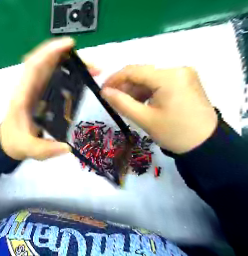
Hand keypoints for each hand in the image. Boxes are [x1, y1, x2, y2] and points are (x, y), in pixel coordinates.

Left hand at [0, 37, 97, 159]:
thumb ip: (44, 149)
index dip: (49, 52)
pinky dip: (69, 76)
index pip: (33, 66)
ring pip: (51, 69)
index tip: (69, 45)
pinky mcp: (41, 95)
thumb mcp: (28, 149)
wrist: (9, 142)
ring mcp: (35, 91)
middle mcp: (29, 89)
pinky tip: (82, 81)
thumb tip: (68, 147)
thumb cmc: (15, 142)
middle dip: (69, 58)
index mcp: (22, 96)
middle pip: (46, 64)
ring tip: (93, 71)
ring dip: (71, 65)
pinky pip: (55, 80)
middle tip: (93, 66)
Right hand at [100, 66, 217, 153]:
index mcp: (168, 77)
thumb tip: (103, 91)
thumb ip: (120, 102)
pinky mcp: (183, 82)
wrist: (205, 144)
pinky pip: (156, 82)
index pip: (133, 71)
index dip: (113, 79)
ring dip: (133, 90)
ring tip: (126, 105)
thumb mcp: (143, 118)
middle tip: (112, 100)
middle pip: (140, 73)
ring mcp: (182, 75)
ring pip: (147, 78)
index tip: (101, 90)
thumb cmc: (173, 132)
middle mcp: (177, 70)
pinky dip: (144, 92)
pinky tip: (139, 103)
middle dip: (124, 86)